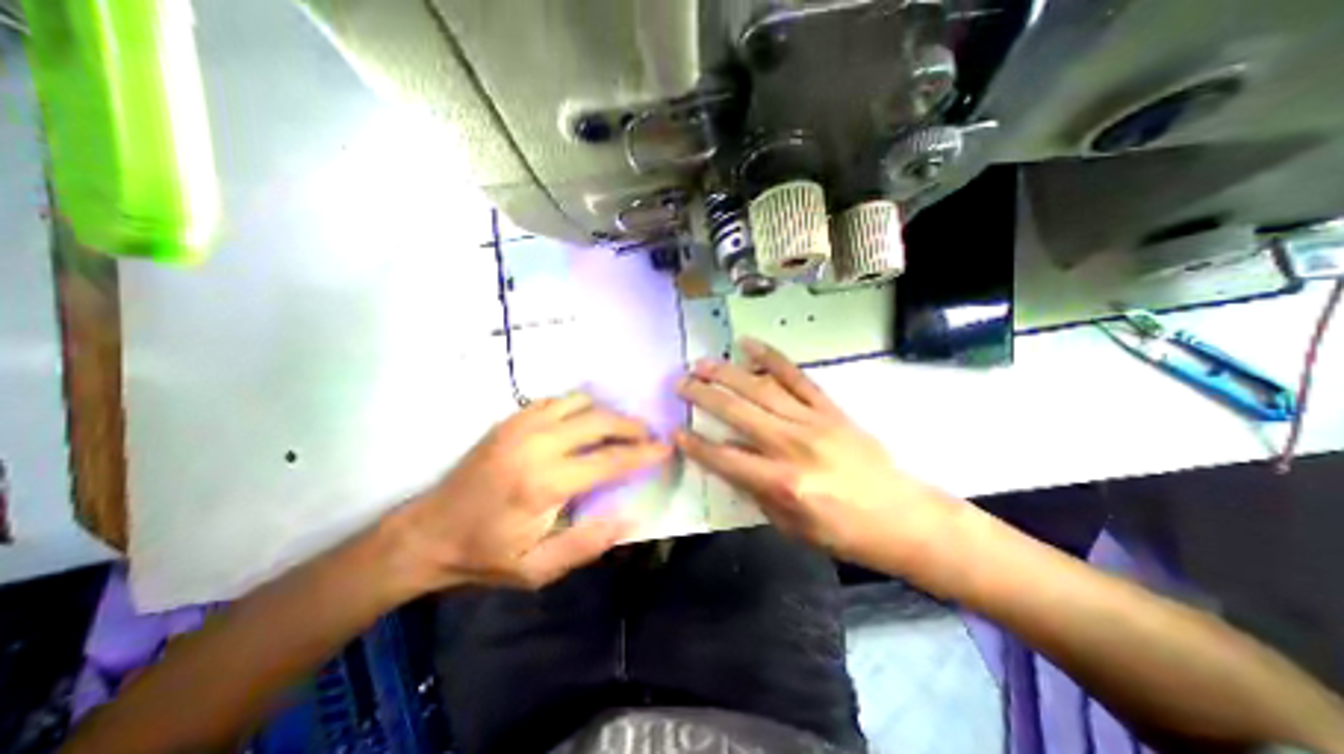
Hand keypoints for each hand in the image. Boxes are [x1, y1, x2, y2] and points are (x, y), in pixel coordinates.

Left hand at [382, 394, 664, 595]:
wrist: (426, 532)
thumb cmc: (484, 555)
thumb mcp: (536, 570)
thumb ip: (586, 544)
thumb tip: (628, 517)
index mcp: (545, 483)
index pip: (610, 460)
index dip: (643, 453)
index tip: (666, 447)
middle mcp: (537, 444)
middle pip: (600, 421)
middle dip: (632, 426)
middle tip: (648, 435)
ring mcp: (521, 425)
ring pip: (581, 402)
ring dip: (606, 413)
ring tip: (619, 429)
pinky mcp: (511, 419)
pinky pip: (557, 400)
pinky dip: (580, 407)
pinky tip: (585, 422)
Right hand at [684, 338, 953, 568]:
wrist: (900, 517)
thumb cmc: (841, 531)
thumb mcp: (789, 525)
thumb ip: (754, 490)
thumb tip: (727, 458)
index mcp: (780, 482)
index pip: (724, 458)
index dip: (695, 445)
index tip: (676, 431)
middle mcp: (791, 445)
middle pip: (736, 412)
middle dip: (703, 395)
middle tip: (680, 383)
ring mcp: (811, 421)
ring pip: (760, 389)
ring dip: (727, 373)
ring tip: (702, 363)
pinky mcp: (829, 408)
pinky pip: (796, 377)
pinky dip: (771, 358)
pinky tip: (749, 345)